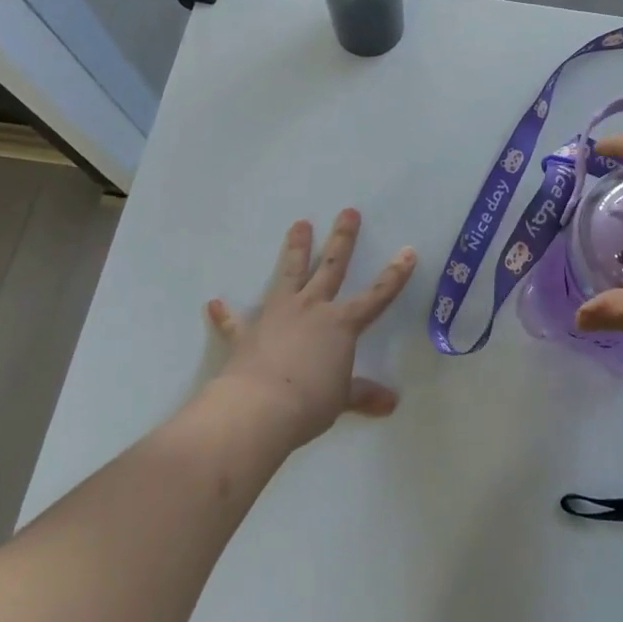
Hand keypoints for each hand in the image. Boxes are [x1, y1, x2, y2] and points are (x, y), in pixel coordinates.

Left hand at [204, 210, 415, 447]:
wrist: (258, 408)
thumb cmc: (309, 402)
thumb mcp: (342, 400)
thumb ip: (363, 395)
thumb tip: (391, 403)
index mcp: (341, 324)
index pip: (376, 296)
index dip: (395, 275)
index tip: (408, 251)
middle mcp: (312, 309)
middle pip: (331, 267)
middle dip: (342, 239)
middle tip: (348, 212)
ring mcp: (278, 315)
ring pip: (289, 274)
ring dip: (295, 249)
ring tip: (300, 224)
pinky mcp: (247, 333)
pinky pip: (235, 321)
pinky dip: (225, 314)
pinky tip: (214, 303)